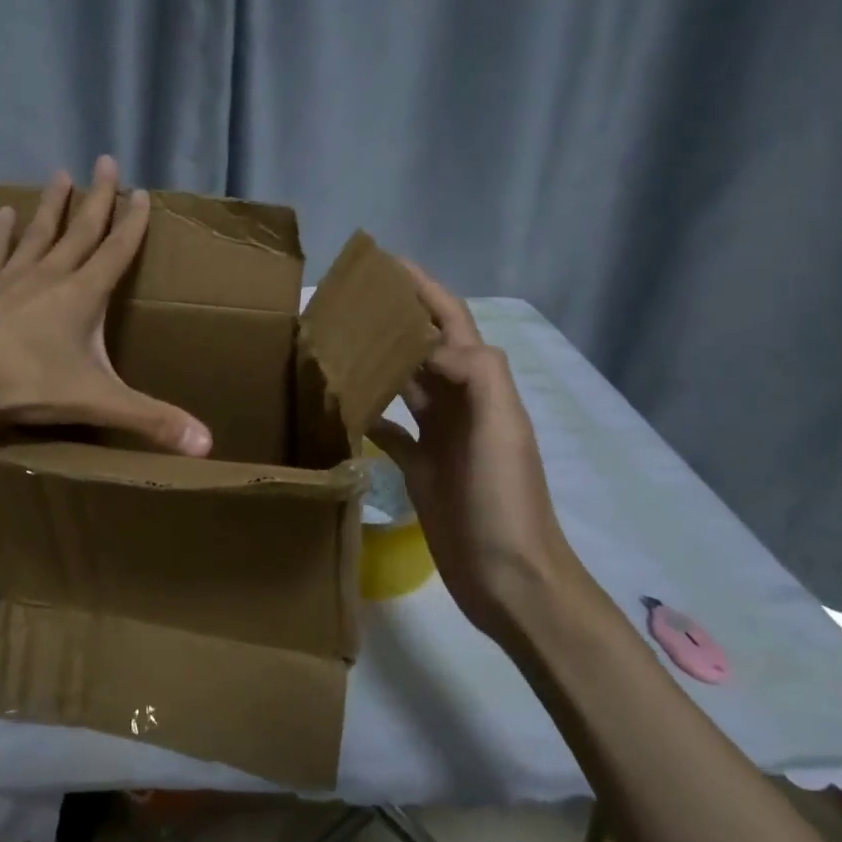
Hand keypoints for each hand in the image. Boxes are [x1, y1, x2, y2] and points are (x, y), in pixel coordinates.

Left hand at [0, 156, 213, 456]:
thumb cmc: (26, 386)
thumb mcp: (97, 402)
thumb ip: (152, 420)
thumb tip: (209, 446)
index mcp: (82, 296)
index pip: (116, 251)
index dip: (132, 223)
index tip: (141, 192)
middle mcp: (49, 275)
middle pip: (80, 230)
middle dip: (97, 197)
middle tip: (105, 160)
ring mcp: (9, 278)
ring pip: (38, 232)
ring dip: (52, 205)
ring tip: (61, 174)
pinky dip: (0, 231)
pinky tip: (2, 211)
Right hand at [367, 263, 586, 638]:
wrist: (507, 577)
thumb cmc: (504, 499)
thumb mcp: (501, 427)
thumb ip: (475, 372)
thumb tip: (427, 346)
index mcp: (481, 385)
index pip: (451, 321)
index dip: (423, 288)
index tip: (385, 263)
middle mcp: (460, 402)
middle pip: (423, 346)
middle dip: (393, 318)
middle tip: (345, 301)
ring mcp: (439, 436)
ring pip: (404, 383)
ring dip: (377, 361)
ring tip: (334, 343)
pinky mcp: (420, 467)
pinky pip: (389, 429)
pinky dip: (367, 413)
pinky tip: (340, 407)